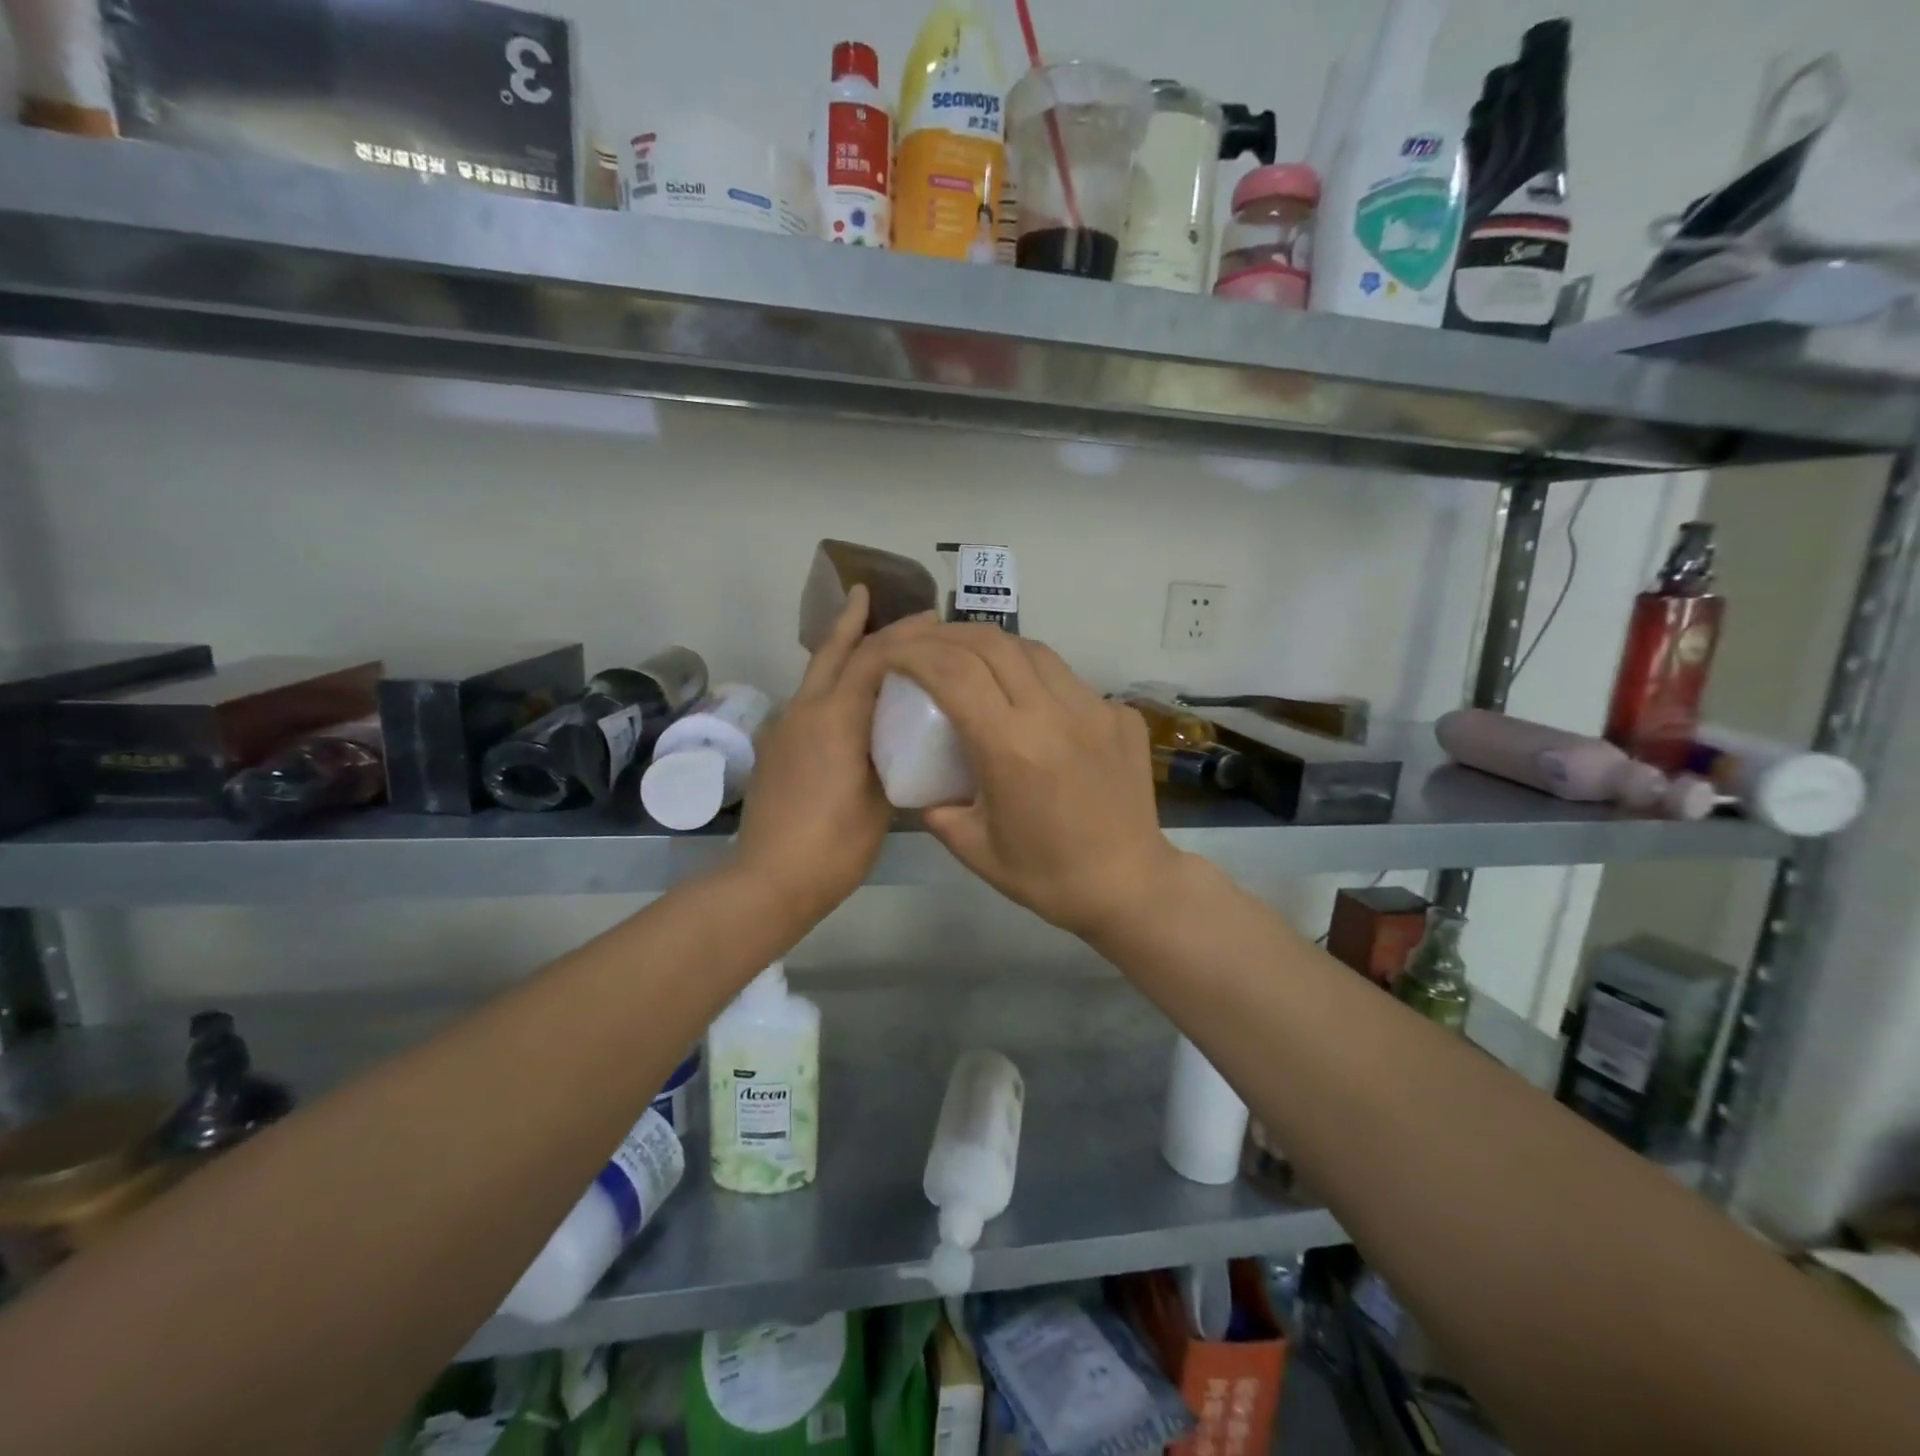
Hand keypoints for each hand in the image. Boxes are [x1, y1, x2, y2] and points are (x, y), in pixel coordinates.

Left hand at [734, 586, 921, 928]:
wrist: (769, 879)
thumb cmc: (835, 845)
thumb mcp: (881, 801)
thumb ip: (889, 757)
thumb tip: (899, 738)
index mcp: (836, 718)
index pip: (871, 658)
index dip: (901, 635)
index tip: (929, 619)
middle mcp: (805, 711)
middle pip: (830, 651)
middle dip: (851, 620)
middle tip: (871, 595)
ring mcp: (784, 728)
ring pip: (816, 675)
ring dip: (840, 651)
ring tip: (868, 643)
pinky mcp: (776, 748)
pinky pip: (809, 701)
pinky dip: (831, 685)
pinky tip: (849, 700)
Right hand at [879, 624, 1180, 939]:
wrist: (1130, 885)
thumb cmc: (1047, 876)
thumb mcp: (973, 848)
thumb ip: (935, 809)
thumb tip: (920, 783)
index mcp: (1011, 748)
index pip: (952, 672)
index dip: (912, 652)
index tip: (889, 653)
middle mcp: (1053, 714)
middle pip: (991, 643)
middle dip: (945, 635)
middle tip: (921, 644)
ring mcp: (1094, 708)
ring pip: (1033, 650)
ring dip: (991, 645)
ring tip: (968, 657)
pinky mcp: (1120, 714)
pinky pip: (1067, 678)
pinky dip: (1033, 674)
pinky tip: (1024, 697)